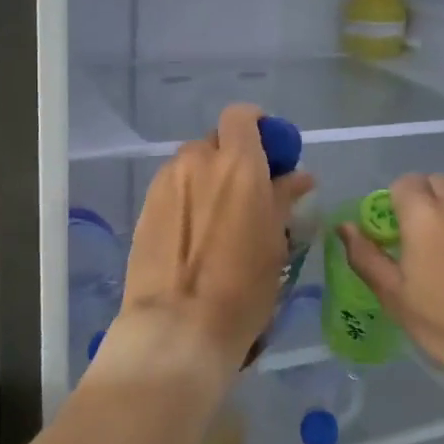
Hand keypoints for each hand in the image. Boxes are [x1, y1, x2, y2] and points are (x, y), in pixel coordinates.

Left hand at [104, 104, 314, 385]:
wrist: (178, 326)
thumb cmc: (242, 288)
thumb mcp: (274, 243)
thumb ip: (282, 199)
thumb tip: (297, 177)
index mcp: (237, 164)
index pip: (241, 116)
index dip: (257, 126)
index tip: (270, 152)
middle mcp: (197, 161)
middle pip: (216, 141)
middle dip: (233, 158)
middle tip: (249, 193)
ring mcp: (166, 182)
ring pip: (192, 165)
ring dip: (209, 178)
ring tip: (220, 218)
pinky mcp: (145, 206)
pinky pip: (174, 187)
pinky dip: (189, 197)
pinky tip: (195, 233)